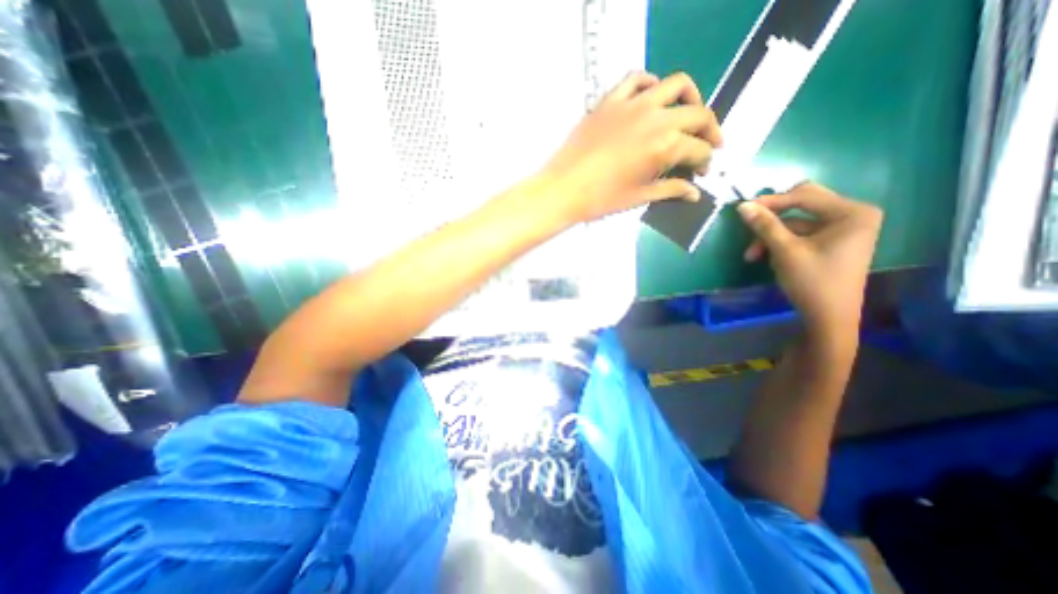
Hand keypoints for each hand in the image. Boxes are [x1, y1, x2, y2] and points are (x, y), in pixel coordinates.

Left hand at [542, 71, 723, 222]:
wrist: (563, 189)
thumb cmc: (601, 199)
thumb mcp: (639, 198)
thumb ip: (671, 191)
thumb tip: (694, 193)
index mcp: (664, 146)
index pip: (699, 149)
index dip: (705, 161)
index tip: (701, 172)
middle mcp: (655, 118)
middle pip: (698, 114)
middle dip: (709, 131)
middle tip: (706, 145)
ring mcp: (632, 104)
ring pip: (675, 86)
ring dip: (690, 99)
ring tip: (687, 116)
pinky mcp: (610, 100)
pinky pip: (637, 79)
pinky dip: (651, 84)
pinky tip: (651, 99)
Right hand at [738, 181, 886, 338]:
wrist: (828, 317)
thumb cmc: (812, 281)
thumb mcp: (785, 251)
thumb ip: (765, 225)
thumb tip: (742, 205)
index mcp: (852, 213)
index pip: (805, 196)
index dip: (772, 201)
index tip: (742, 208)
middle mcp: (852, 215)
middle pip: (803, 204)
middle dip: (773, 217)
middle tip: (750, 223)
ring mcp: (843, 229)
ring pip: (797, 222)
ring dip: (772, 236)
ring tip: (752, 255)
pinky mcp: (833, 242)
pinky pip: (801, 234)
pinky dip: (781, 243)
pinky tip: (767, 257)